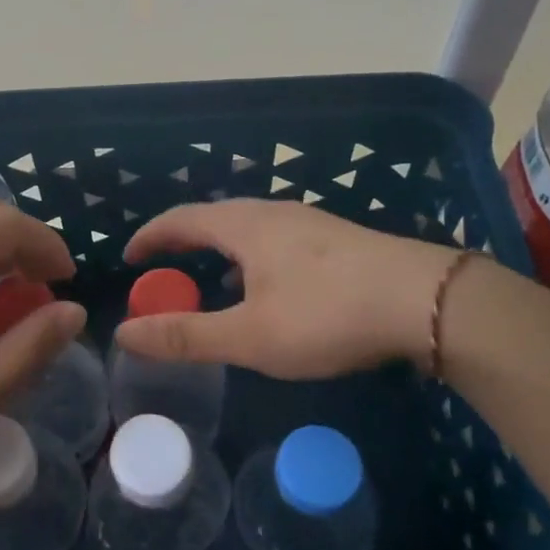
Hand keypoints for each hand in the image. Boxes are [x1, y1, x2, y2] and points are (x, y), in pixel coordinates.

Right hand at [116, 199, 474, 377]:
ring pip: (248, 228)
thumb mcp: (249, 336)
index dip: (150, 237)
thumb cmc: (326, 315)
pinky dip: (251, 258)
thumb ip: (186, 336)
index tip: (128, 259)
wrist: (425, 301)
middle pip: (213, 217)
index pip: (180, 219)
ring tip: (211, 280)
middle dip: (182, 241)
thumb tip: (125, 334)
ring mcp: (309, 222)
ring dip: (219, 249)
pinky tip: (268, 289)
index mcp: (244, 226)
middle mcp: (273, 212)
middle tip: (163, 270)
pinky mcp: (337, 240)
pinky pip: (276, 240)